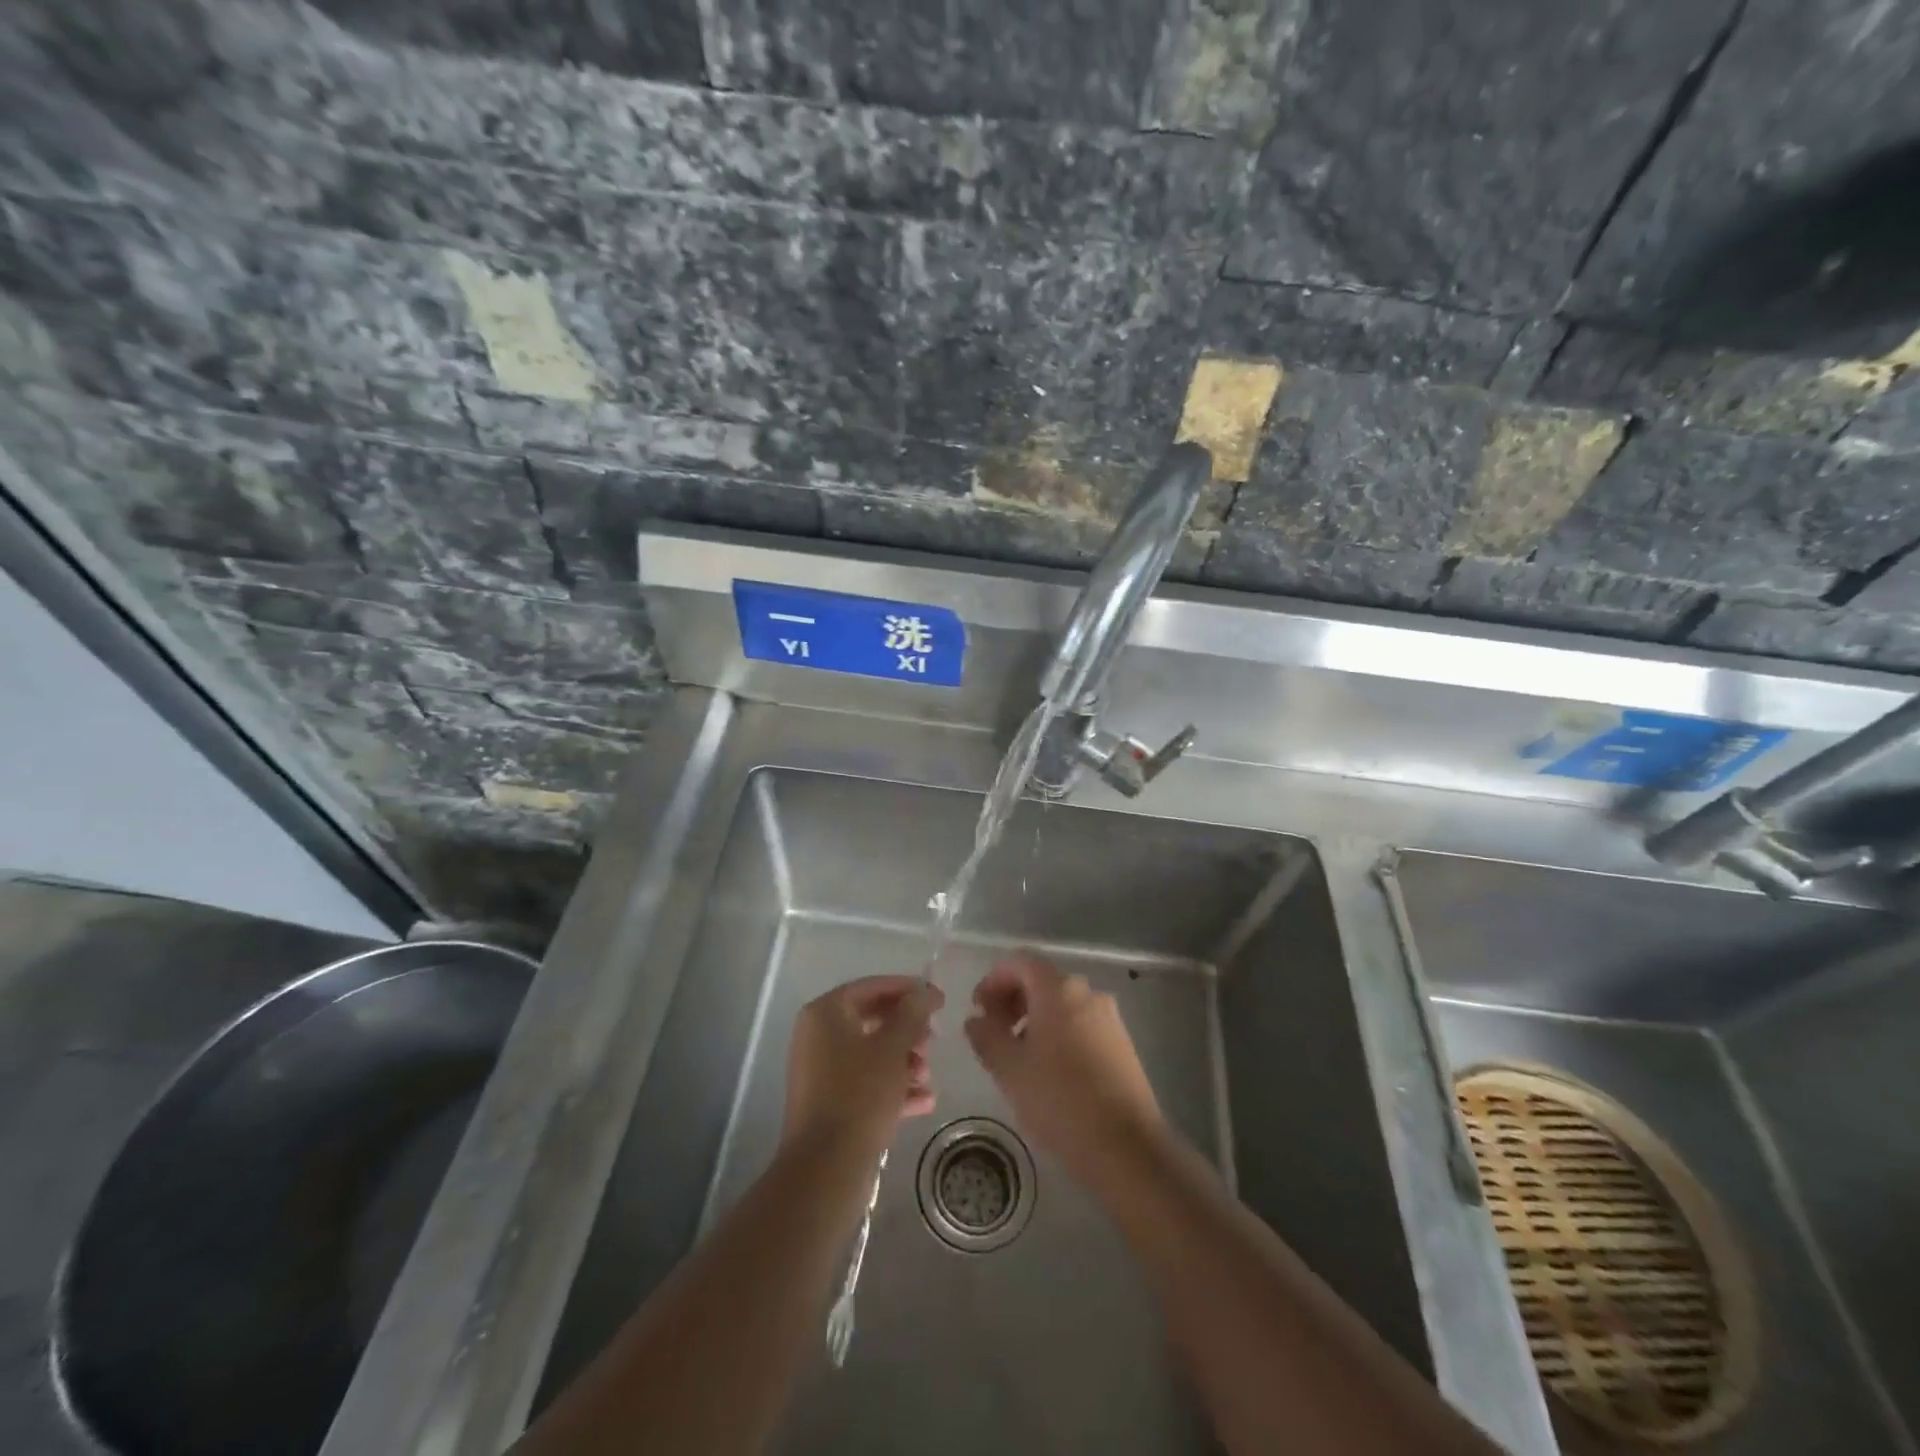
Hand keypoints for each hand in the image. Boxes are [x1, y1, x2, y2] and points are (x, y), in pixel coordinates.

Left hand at [782, 976, 942, 1157]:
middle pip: (872, 1020)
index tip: (939, 999)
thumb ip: (913, 1013)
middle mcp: (818, 1036)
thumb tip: (927, 990)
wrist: (826, 1169)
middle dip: (908, 1030)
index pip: (871, 987)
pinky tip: (925, 1101)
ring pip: (872, 1053)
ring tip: (928, 1076)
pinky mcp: (829, 1103)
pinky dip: (893, 1087)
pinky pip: (865, 1083)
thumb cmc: (860, 1095)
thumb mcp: (893, 1048)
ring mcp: (821, 1071)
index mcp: (825, 1013)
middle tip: (934, 1040)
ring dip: (904, 1061)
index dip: (908, 989)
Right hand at [965, 952, 1164, 1183]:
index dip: (994, 979)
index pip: (1020, 962)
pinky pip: (1080, 1024)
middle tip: (993, 1033)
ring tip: (1017, 1056)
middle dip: (1012, 1000)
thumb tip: (976, 1020)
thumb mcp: (1009, 1069)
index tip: (978, 1010)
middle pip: (1042, 981)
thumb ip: (986, 1036)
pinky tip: (1048, 1071)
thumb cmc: (1060, 1100)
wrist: (1127, 1148)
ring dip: (1033, 1018)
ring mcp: (1109, 1018)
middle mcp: (1088, 993)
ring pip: (1062, 1004)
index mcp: (1059, 989)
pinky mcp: (1122, 1044)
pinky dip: (1057, 1033)